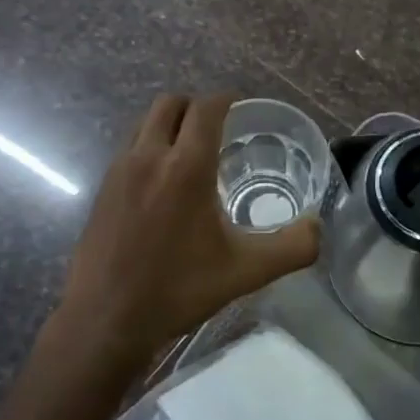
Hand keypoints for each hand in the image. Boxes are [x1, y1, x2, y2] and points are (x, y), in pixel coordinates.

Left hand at [56, 93, 320, 367]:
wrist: (105, 319)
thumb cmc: (178, 290)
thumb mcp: (246, 271)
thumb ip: (292, 247)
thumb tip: (317, 227)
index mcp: (186, 166)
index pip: (206, 108)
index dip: (226, 99)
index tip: (241, 107)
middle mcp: (149, 156)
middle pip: (170, 103)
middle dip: (196, 107)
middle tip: (217, 128)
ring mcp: (119, 170)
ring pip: (145, 123)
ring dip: (169, 124)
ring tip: (190, 153)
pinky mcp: (102, 188)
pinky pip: (129, 148)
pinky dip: (149, 147)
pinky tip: (162, 184)